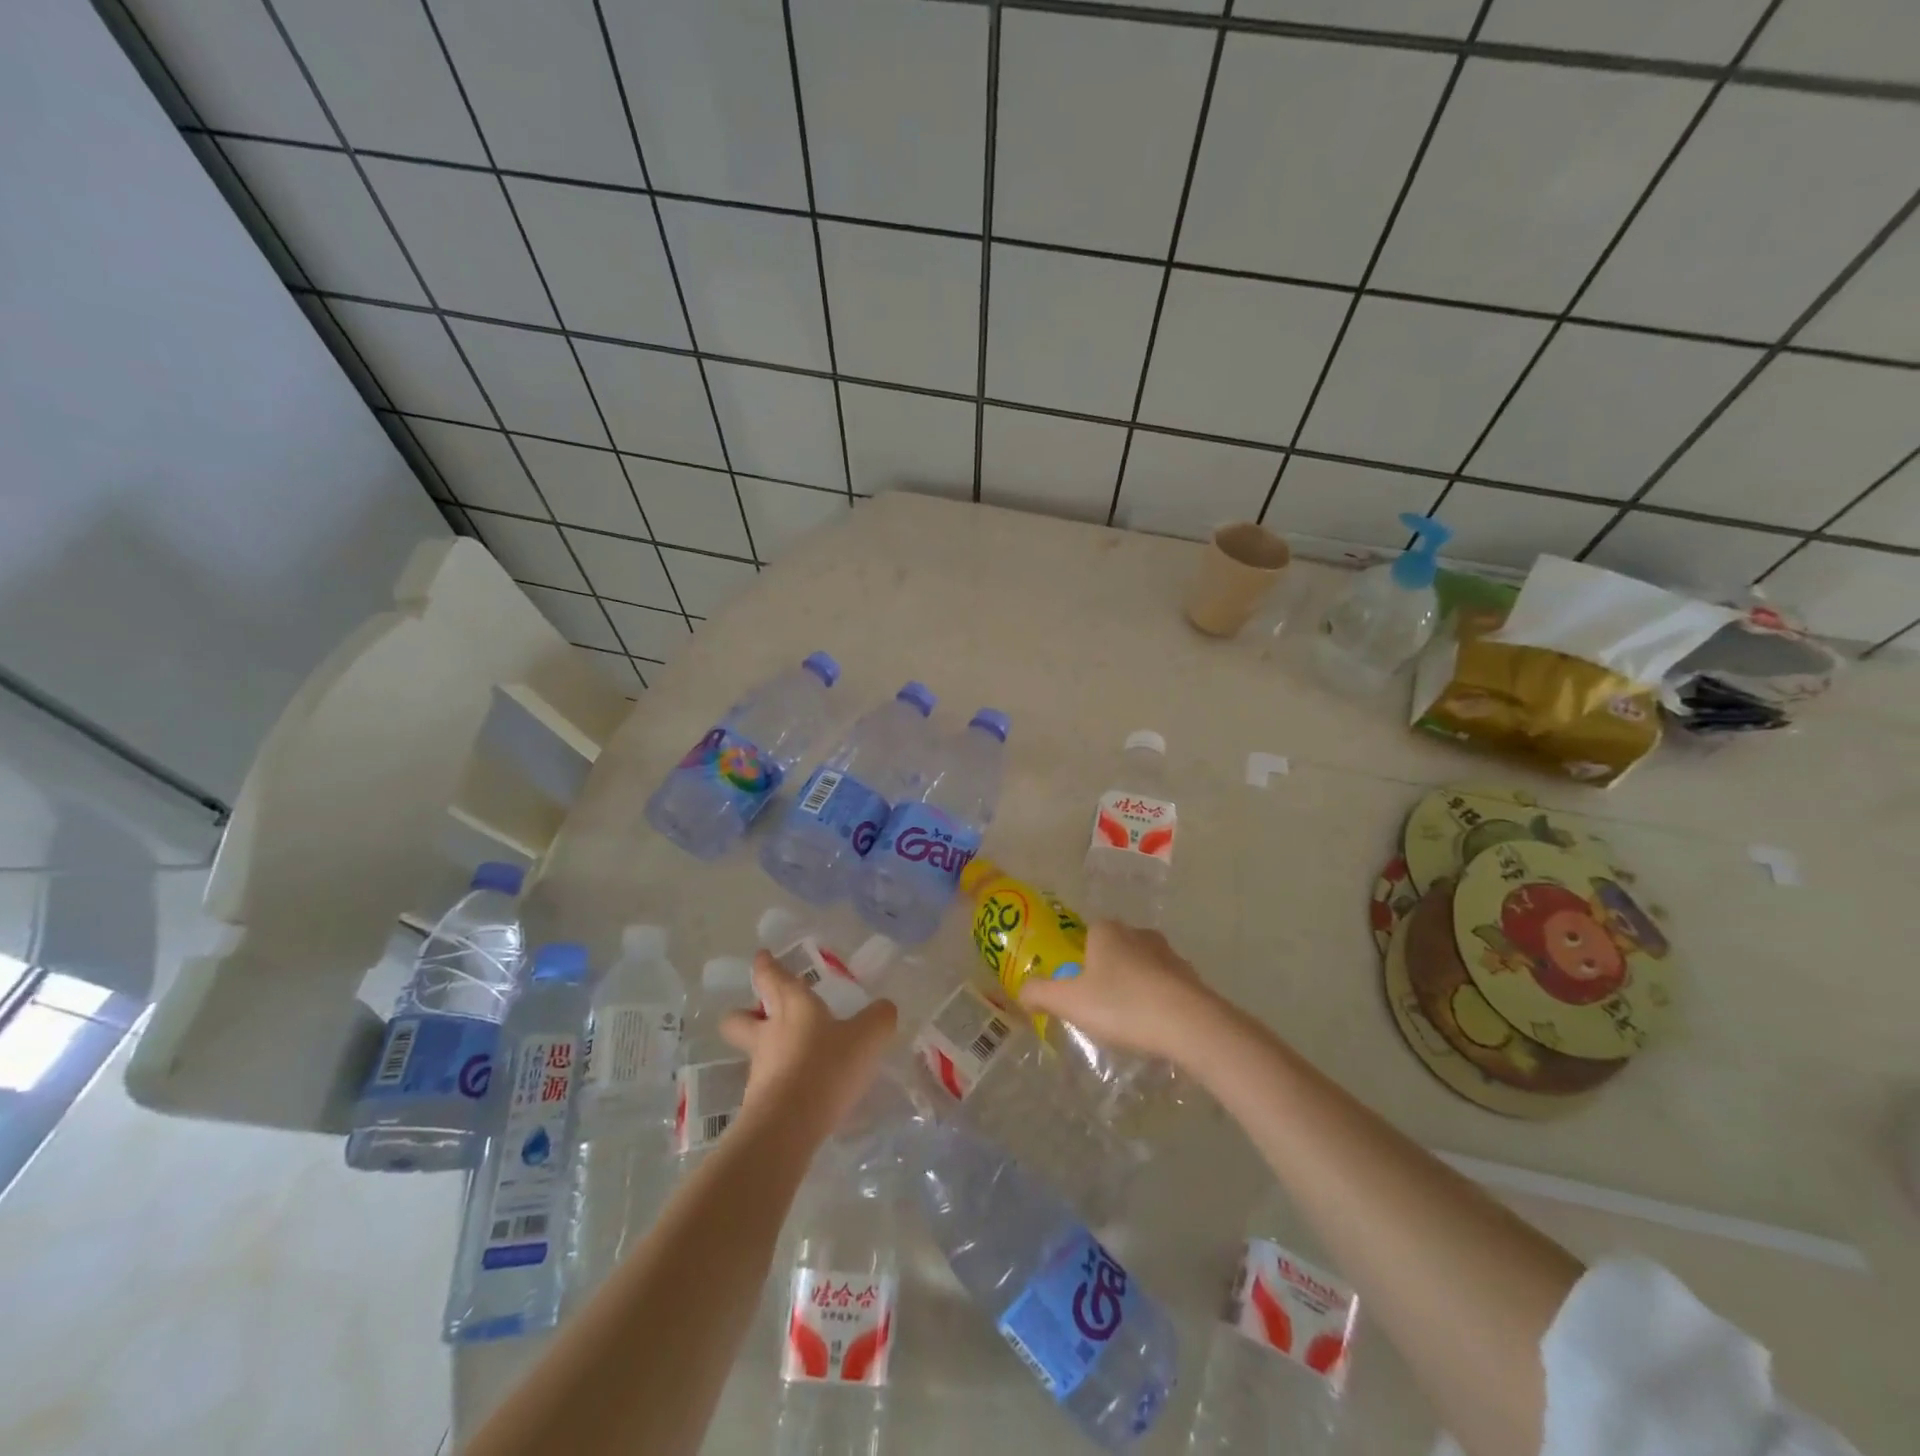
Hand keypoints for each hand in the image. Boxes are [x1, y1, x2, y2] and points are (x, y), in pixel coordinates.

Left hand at [720, 952, 896, 1140]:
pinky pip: (766, 1083)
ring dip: (766, 1049)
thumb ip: (878, 1019)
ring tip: (793, 1056)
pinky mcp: (759, 1103)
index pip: (771, 977)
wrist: (788, 1127)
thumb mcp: (867, 1038)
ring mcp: (759, 1069)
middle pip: (739, 1018)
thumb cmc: (826, 1066)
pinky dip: (779, 1081)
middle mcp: (769, 1033)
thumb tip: (885, 1007)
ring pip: (752, 1051)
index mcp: (793, 1005)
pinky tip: (803, 1090)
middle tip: (760, 1011)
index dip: (765, 965)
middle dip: (744, 1012)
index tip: (761, 957)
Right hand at [1017, 921, 1221, 1063]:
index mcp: (1107, 931)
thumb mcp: (1070, 1002)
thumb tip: (1022, 991)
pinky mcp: (1192, 978)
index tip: (1074, 987)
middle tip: (1096, 1006)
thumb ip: (1040, 993)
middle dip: (1105, 973)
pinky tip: (1152, 1027)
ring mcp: (1170, 954)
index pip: (1086, 934)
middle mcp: (1139, 934)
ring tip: (1125, 1021)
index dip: (1077, 959)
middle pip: (1114, 950)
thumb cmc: (1122, 1005)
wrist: (1190, 1025)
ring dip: (1133, 987)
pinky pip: (1165, 986)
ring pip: (1141, 967)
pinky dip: (1156, 1001)